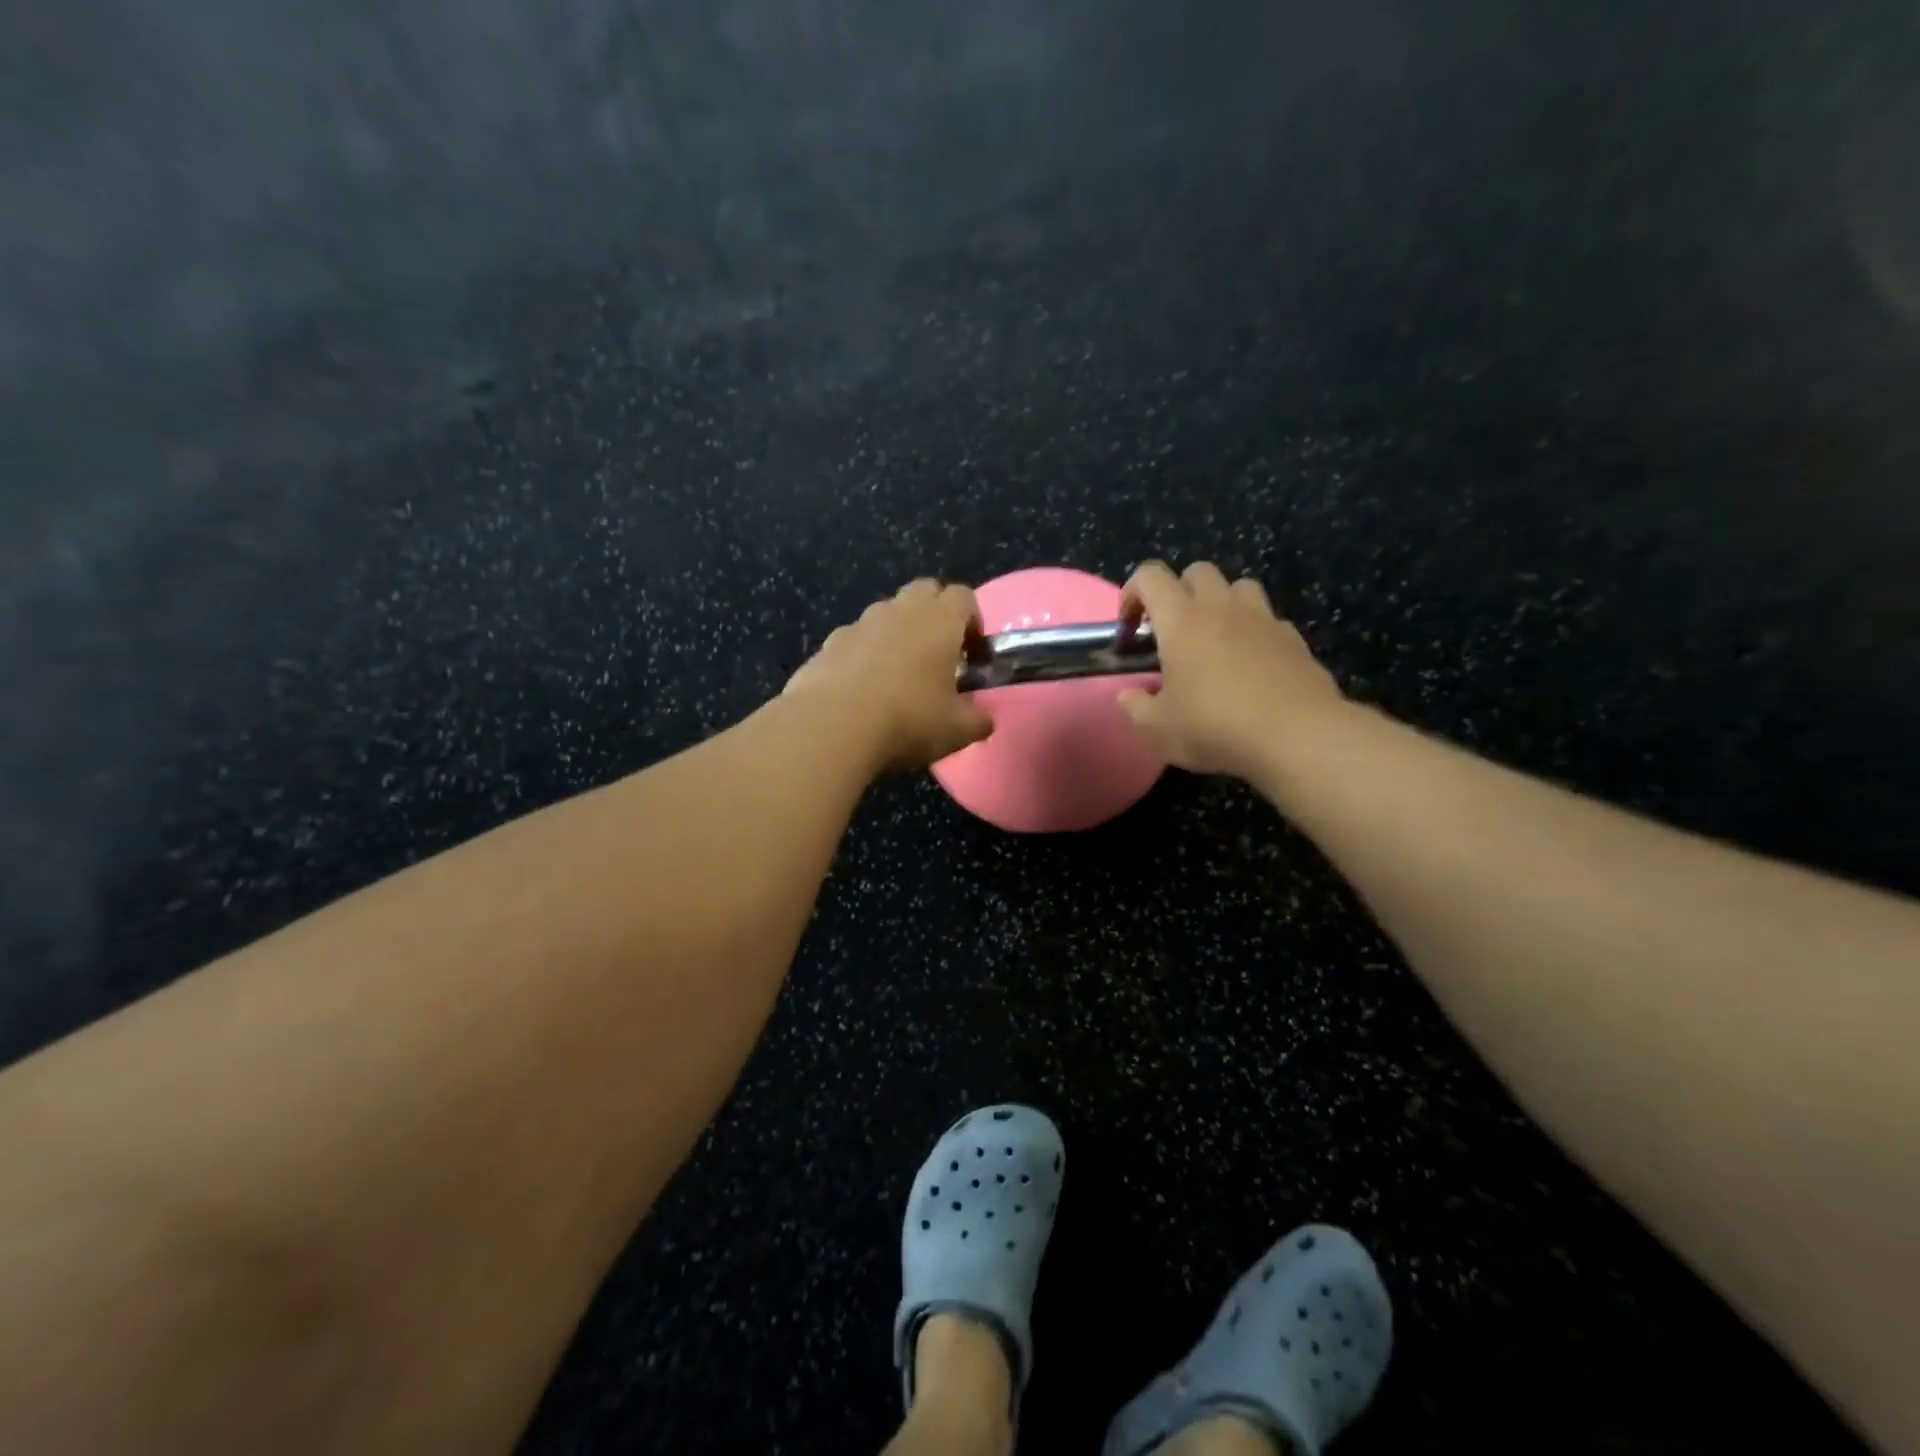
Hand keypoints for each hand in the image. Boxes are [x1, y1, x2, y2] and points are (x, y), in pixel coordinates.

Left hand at [785, 580, 992, 772]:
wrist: (832, 728)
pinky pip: (854, 641)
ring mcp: (858, 624)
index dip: (973, 623)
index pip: (964, 597)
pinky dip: (863, 656)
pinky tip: (862, 693)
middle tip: (939, 658)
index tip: (973, 656)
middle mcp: (899, 610)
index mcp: (939, 619)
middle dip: (935, 617)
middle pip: (924, 593)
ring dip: (897, 635)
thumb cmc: (908, 720)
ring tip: (898, 678)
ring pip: (886, 615)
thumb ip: (978, 720)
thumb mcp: (958, 730)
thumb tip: (983, 719)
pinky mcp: (827, 645)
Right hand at [1116, 561, 1345, 778]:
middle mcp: (1221, 608)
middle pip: (1198, 571)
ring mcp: (1263, 619)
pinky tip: (1251, 664)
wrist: (1297, 737)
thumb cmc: (1215, 727)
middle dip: (1179, 592)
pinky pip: (1269, 619)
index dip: (1133, 592)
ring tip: (1215, 640)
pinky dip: (1254, 632)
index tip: (1130, 626)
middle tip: (1173, 632)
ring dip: (1221, 603)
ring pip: (1239, 587)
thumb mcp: (1157, 729)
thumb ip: (1135, 707)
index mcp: (1181, 621)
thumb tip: (1129, 695)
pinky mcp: (1294, 639)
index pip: (1150, 576)